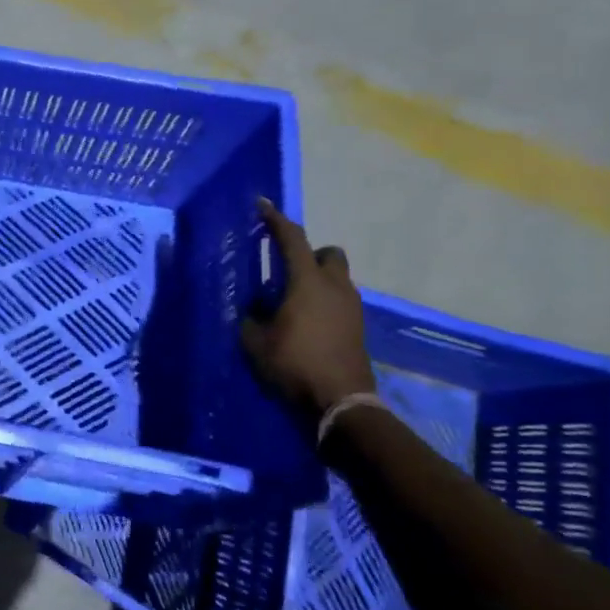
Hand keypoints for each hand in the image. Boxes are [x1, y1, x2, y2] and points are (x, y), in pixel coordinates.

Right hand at [240, 198, 375, 428]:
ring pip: (337, 278)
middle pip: (328, 253)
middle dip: (309, 253)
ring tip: (290, 300)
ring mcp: (351, 308)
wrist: (341, 403)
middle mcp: (335, 287)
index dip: (276, 220)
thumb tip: (253, 307)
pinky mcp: (358, 328)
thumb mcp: (256, 341)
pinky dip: (323, 301)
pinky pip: (339, 301)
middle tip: (286, 268)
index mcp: (307, 282)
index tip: (262, 205)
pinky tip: (305, 321)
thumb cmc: (294, 364)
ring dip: (317, 279)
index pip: (292, 239)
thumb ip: (251, 317)